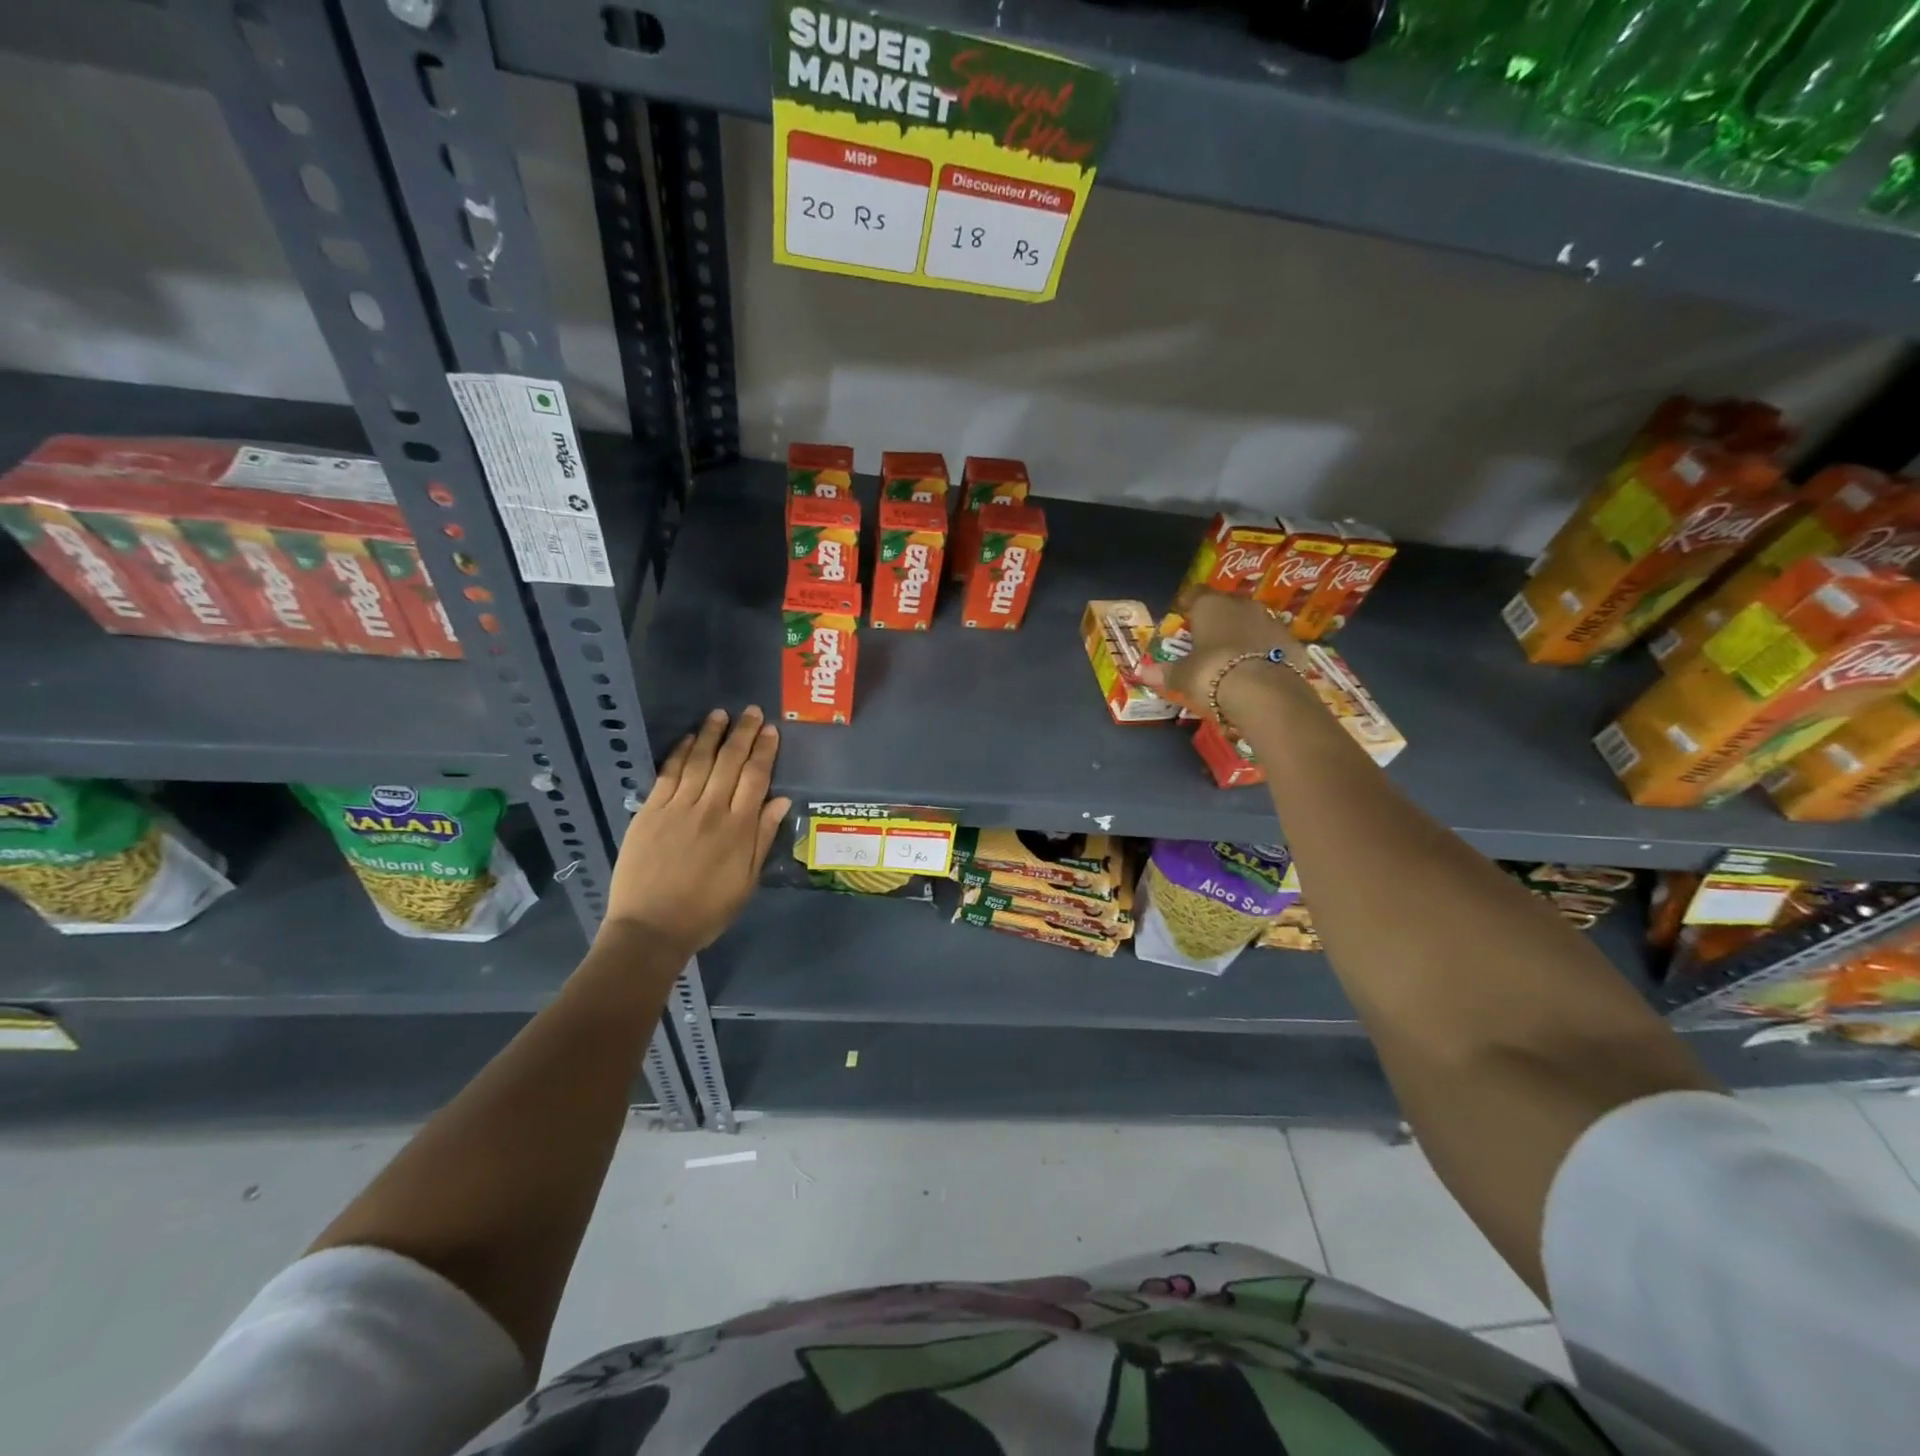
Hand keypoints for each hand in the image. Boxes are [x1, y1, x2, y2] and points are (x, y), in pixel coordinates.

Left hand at [601, 706, 791, 957]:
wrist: (651, 929)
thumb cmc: (706, 911)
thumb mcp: (746, 881)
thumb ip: (763, 838)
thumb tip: (781, 801)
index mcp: (738, 829)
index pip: (756, 778)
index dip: (764, 751)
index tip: (770, 730)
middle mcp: (710, 810)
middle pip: (729, 762)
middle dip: (742, 733)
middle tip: (750, 711)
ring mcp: (677, 809)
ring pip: (699, 762)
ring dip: (710, 735)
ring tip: (720, 713)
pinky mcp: (650, 813)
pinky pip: (668, 775)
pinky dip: (680, 754)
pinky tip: (688, 739)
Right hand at [1139, 590, 1306, 721]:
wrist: (1264, 691)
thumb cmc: (1213, 673)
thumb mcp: (1183, 676)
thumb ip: (1165, 672)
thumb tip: (1141, 673)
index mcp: (1211, 606)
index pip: (1196, 593)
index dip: (1189, 602)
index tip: (1183, 613)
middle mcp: (1243, 606)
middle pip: (1228, 605)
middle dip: (1219, 618)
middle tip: (1208, 637)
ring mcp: (1272, 622)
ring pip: (1254, 622)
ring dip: (1244, 634)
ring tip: (1234, 655)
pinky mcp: (1293, 644)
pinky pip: (1274, 644)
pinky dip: (1266, 653)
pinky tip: (1259, 669)